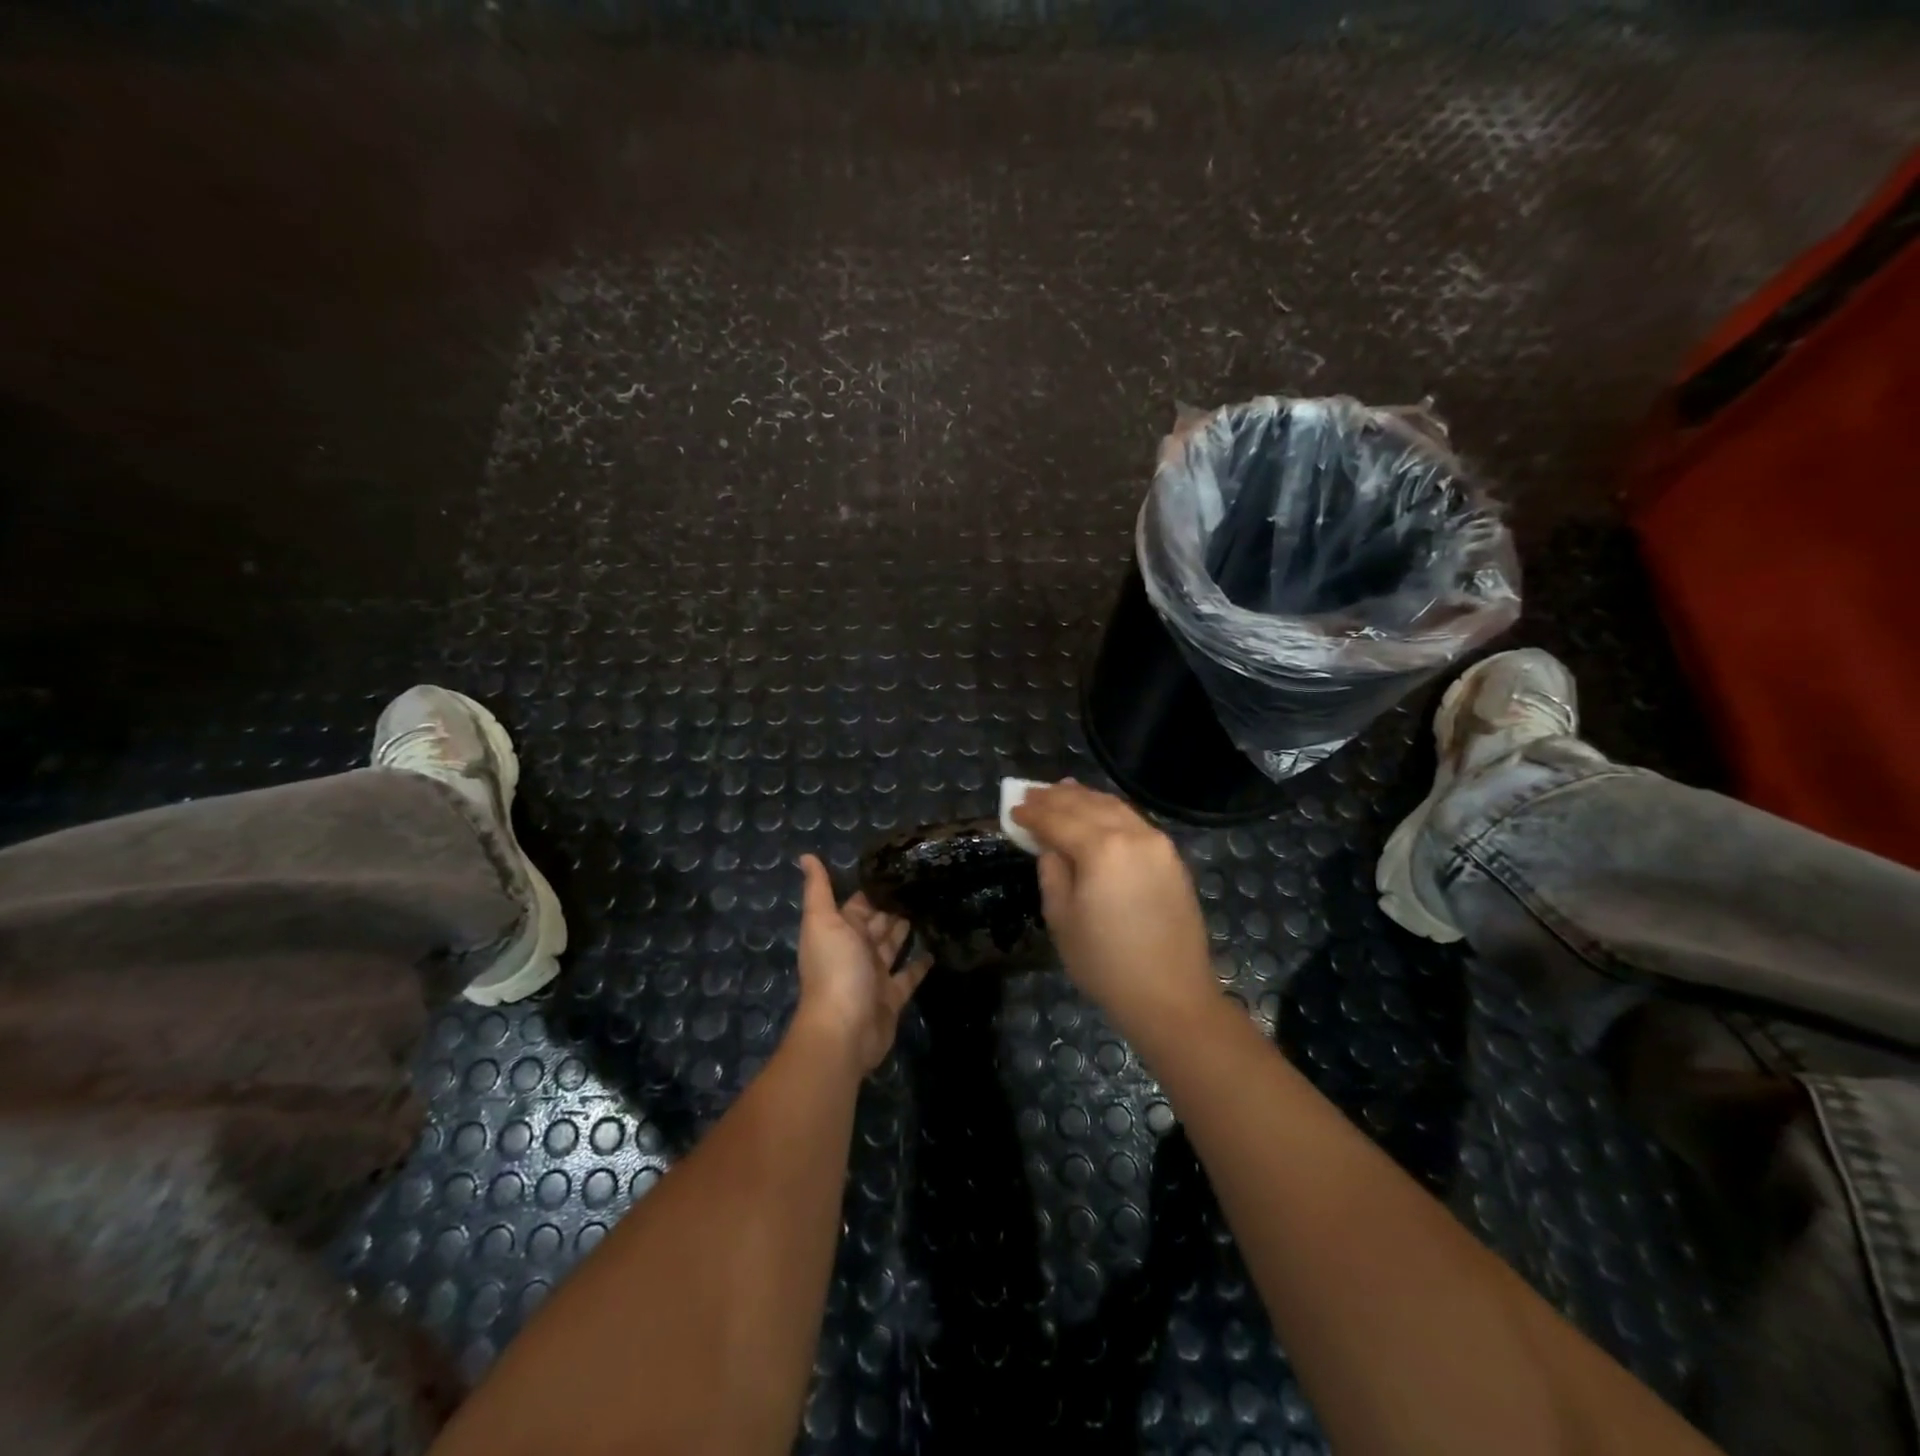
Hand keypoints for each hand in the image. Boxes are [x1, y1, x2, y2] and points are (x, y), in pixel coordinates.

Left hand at [792, 854, 931, 1073]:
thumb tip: (806, 855)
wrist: (844, 1029)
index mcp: (840, 931)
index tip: (898, 867)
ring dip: (907, 929)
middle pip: (877, 923)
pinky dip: (920, 964)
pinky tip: (936, 948)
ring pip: (893, 945)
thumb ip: (818, 889)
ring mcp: (875, 975)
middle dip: (893, 905)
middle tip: (922, 883)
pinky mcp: (893, 996)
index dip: (874, 887)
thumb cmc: (835, 969)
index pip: (859, 903)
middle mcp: (856, 950)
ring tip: (931, 906)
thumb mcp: (823, 921)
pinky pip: (909, 975)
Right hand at [1011, 782, 1217, 1035]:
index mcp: (1101, 848)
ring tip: (1062, 791)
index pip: (1058, 820)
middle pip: (1087, 804)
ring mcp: (1157, 843)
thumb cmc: (1105, 963)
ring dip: (1085, 798)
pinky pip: (1134, 821)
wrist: (1170, 995)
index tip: (1013, 808)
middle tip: (1032, 792)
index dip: (1033, 813)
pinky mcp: (1171, 857)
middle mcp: (1132, 834)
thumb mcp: (1062, 918)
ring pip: (1114, 807)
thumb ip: (1052, 871)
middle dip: (1057, 797)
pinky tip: (1097, 813)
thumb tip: (1049, 845)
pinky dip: (1110, 811)